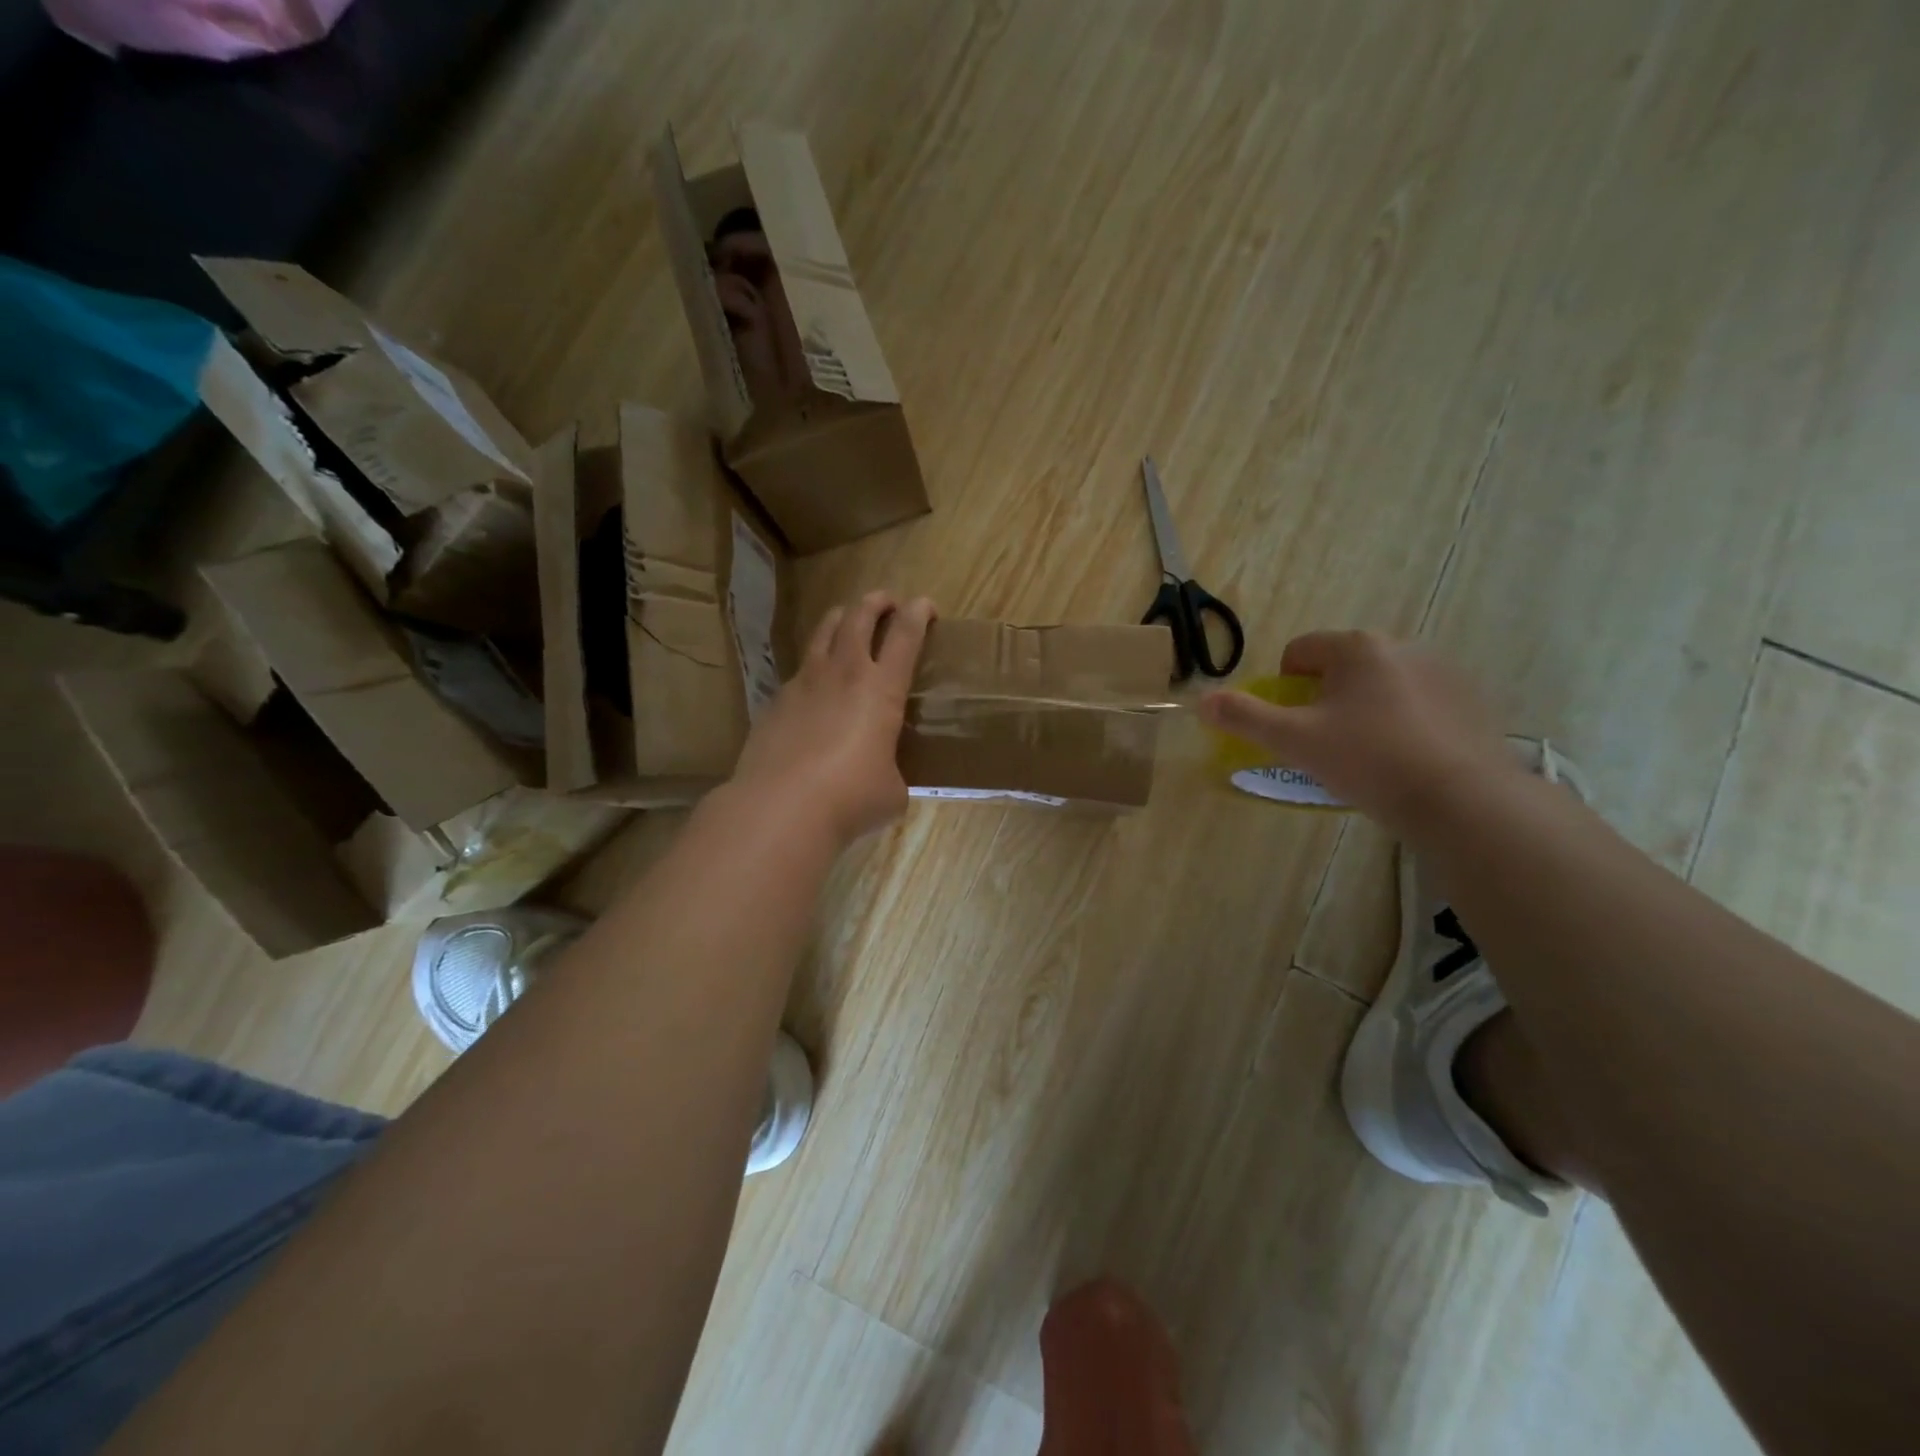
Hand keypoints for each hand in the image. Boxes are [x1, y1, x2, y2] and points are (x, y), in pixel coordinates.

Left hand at [731, 592, 934, 845]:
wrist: (782, 807)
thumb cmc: (851, 798)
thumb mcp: (891, 791)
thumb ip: (892, 773)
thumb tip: (884, 779)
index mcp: (882, 689)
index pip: (906, 635)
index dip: (918, 614)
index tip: (925, 605)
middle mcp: (844, 674)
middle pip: (859, 618)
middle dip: (876, 602)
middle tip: (887, 601)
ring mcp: (804, 683)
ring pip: (823, 632)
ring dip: (840, 618)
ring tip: (846, 619)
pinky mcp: (775, 701)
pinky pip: (798, 671)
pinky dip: (813, 666)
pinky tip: (814, 686)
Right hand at [1198, 630, 1517, 833]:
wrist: (1459, 798)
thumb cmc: (1366, 759)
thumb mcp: (1293, 740)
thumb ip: (1244, 717)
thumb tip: (1202, 701)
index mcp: (1356, 648)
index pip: (1299, 651)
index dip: (1284, 686)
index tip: (1294, 723)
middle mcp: (1402, 646)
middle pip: (1341, 666)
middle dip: (1326, 698)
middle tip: (1327, 742)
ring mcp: (1443, 672)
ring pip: (1381, 684)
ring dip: (1365, 708)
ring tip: (1369, 754)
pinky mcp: (1471, 701)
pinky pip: (1419, 702)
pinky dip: (1404, 721)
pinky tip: (1406, 758)